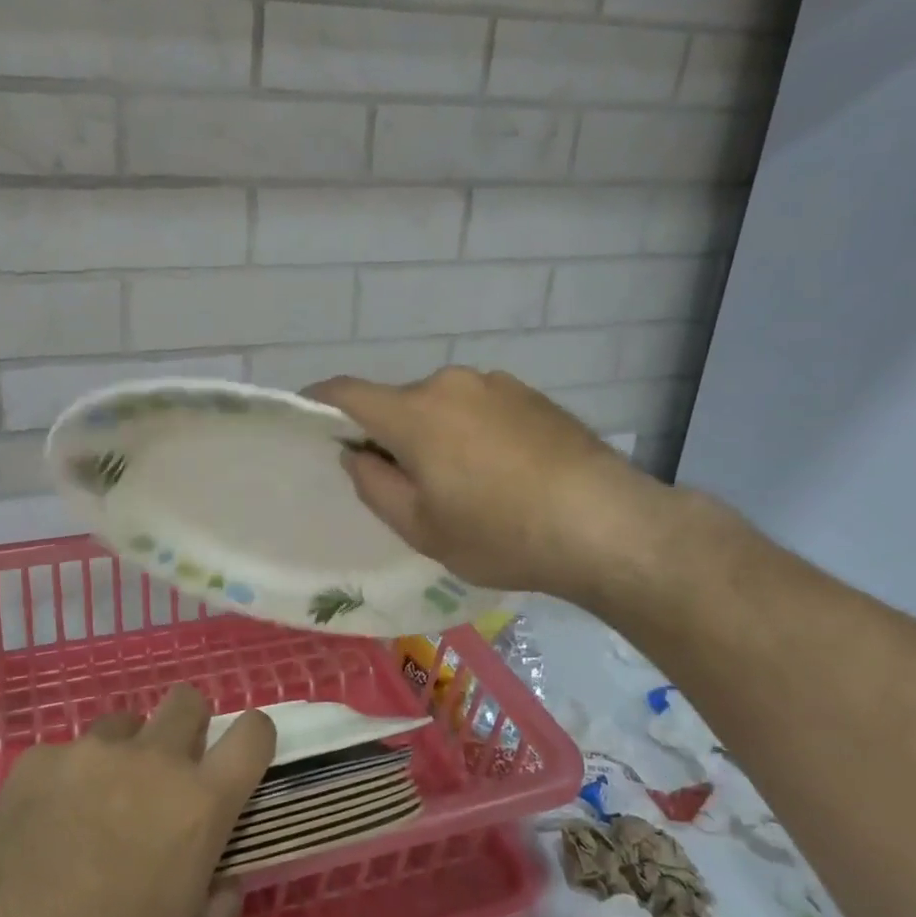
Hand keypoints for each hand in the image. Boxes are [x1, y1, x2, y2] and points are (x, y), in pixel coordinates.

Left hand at [0, 687, 275, 916]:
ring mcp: (88, 753)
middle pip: (187, 701)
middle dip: (189, 728)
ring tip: (95, 809)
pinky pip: (64, 756)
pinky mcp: (34, 762)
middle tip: (168, 778)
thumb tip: (223, 879)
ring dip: (124, 755)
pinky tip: (38, 830)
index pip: (251, 736)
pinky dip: (64, 783)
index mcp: (198, 804)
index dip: (255, 737)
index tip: (245, 755)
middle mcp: (150, 761)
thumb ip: (215, 908)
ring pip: (123, 724)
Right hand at [307, 367, 667, 602]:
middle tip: (405, 484)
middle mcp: (449, 383)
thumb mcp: (422, 527)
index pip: (347, 393)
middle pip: (398, 404)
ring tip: (463, 483)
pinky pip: (479, 407)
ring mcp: (494, 383)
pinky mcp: (530, 394)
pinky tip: (501, 472)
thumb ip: (374, 485)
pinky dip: (471, 431)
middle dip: (389, 435)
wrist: (606, 524)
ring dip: (434, 434)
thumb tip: (356, 454)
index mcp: (413, 413)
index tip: (309, 418)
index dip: (319, 402)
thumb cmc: (500, 533)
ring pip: (441, 406)